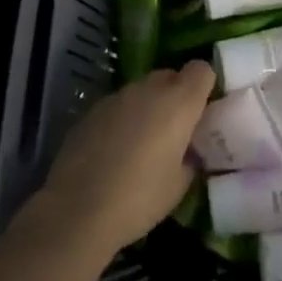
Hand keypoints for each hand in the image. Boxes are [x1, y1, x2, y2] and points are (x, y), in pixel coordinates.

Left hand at [31, 62, 215, 257]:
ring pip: (142, 90)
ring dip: (148, 107)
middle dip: (176, 95)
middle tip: (175, 130)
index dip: (204, 86)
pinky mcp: (91, 111)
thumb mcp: (179, 185)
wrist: (77, 210)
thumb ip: (190, 157)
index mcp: (178, 103)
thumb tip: (188, 151)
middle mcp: (148, 90)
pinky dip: (123, 119)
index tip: (203, 111)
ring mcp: (116, 97)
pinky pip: (118, 106)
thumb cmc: (139, 199)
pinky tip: (114, 151)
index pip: (201, 70)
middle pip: (170, 76)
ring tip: (142, 143)